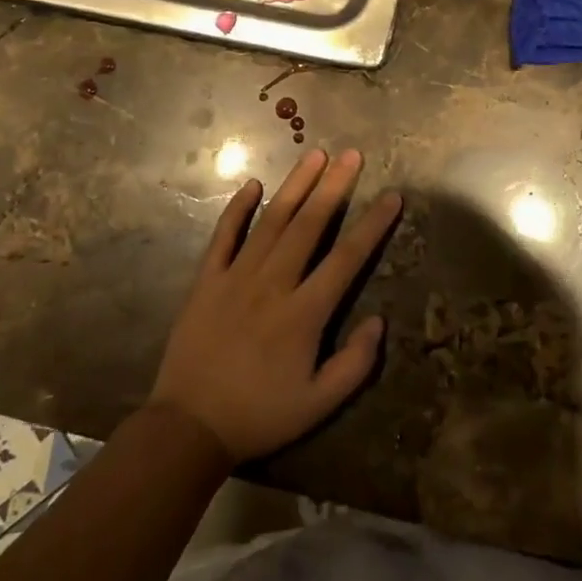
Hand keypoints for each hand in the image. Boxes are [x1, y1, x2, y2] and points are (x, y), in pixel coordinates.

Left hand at [148, 148, 400, 464]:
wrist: (189, 426)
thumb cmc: (260, 415)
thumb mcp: (319, 403)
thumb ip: (355, 363)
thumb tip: (379, 320)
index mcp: (304, 313)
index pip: (347, 258)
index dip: (372, 225)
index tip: (391, 196)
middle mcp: (273, 283)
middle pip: (310, 225)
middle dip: (335, 186)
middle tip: (353, 154)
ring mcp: (236, 277)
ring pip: (271, 221)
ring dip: (295, 186)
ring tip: (315, 156)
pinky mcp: (206, 280)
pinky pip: (223, 236)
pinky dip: (237, 208)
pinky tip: (252, 185)